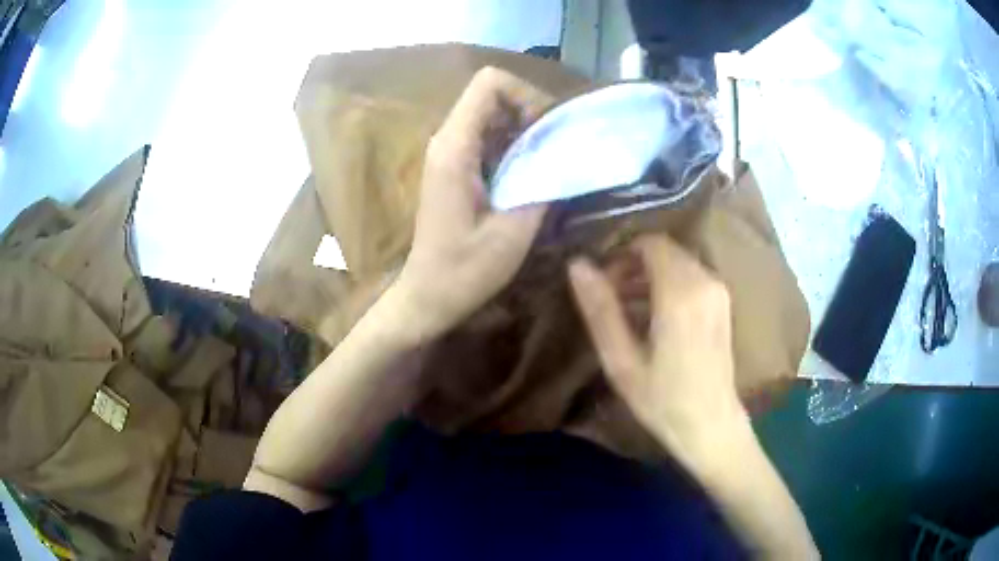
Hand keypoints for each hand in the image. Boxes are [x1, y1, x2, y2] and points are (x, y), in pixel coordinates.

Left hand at [396, 67, 551, 340]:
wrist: (427, 296)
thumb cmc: (464, 271)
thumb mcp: (514, 231)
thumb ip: (544, 184)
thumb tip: (574, 151)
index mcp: (456, 147)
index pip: (489, 83)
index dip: (525, 94)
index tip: (548, 130)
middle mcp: (447, 139)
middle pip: (492, 95)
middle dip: (530, 112)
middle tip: (556, 149)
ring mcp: (448, 152)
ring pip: (492, 115)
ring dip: (524, 131)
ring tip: (548, 164)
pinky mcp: (454, 167)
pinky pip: (488, 138)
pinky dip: (513, 146)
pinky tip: (529, 177)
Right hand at [568, 234, 748, 468]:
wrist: (711, 425)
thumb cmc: (663, 400)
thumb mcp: (621, 361)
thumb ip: (600, 310)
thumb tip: (577, 265)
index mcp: (681, 293)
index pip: (649, 244)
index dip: (621, 256)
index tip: (602, 284)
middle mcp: (705, 281)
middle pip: (664, 250)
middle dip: (633, 265)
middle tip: (610, 299)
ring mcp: (718, 291)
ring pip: (678, 262)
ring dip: (649, 275)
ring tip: (626, 310)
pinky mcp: (722, 303)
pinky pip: (691, 276)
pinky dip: (668, 285)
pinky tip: (652, 317)